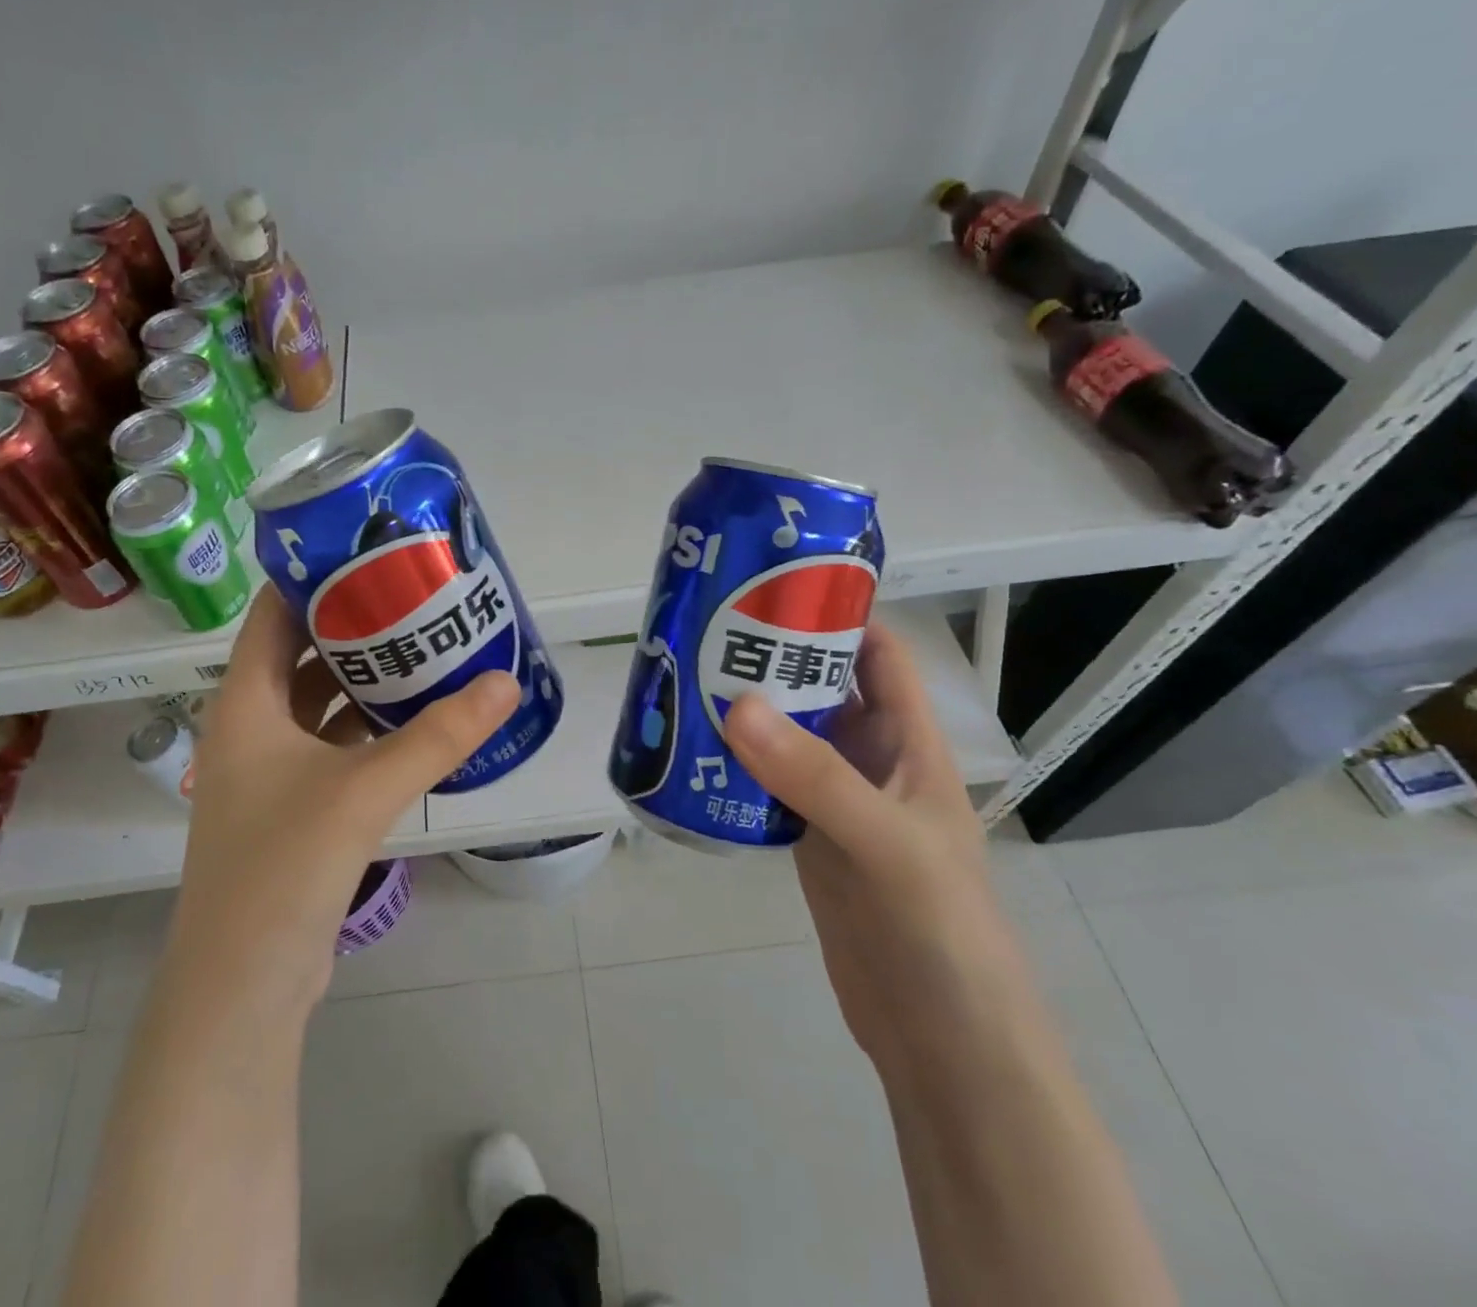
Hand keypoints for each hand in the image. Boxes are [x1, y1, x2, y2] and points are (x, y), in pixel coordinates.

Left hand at [171, 588, 519, 1011]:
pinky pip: (331, 746)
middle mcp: (249, 730)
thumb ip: (437, 736)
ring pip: (318, 704)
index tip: (368, 552)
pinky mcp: (292, 809)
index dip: (313, 580)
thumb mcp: (364, 790)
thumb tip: (505, 683)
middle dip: (352, 626)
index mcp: (244, 706)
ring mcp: (268, 774)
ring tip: (422, 647)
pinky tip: (412, 721)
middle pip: (299, 656)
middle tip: (413, 597)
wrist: (244, 987)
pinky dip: (366, 728)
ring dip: (362, 680)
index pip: (271, 616)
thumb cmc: (284, 867)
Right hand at [723, 622, 1027, 1062]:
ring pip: (787, 735)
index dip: (836, 614)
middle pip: (820, 688)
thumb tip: (735, 704)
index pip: (877, 654)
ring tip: (684, 678)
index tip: (771, 586)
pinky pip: (766, 784)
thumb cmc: (940, 928)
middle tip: (702, 630)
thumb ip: (814, 777)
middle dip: (771, 657)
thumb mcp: (885, 842)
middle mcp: (871, 760)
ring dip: (747, 710)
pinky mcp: (807, 839)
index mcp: (908, 742)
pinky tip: (691, 753)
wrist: (941, 1039)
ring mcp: (836, 801)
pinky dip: (734, 764)